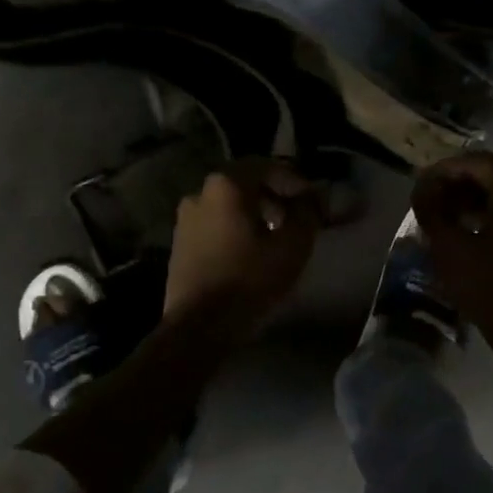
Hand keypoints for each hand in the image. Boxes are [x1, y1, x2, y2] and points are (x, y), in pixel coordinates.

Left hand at [163, 159, 324, 329]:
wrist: (199, 326)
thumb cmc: (249, 280)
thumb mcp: (292, 246)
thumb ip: (307, 214)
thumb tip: (312, 199)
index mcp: (226, 185)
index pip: (267, 167)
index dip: (294, 181)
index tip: (313, 201)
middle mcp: (200, 193)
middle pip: (245, 184)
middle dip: (274, 197)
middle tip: (296, 218)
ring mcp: (185, 219)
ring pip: (228, 206)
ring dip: (254, 215)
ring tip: (276, 238)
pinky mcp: (179, 244)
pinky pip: (215, 226)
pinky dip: (236, 231)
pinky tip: (251, 253)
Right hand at [412, 151, 492, 378]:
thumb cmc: (489, 289)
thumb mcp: (449, 248)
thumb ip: (431, 210)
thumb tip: (422, 187)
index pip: (478, 162)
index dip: (445, 168)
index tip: (421, 184)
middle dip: (457, 185)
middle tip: (429, 202)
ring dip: (471, 203)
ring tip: (443, 221)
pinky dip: (488, 219)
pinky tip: (467, 240)